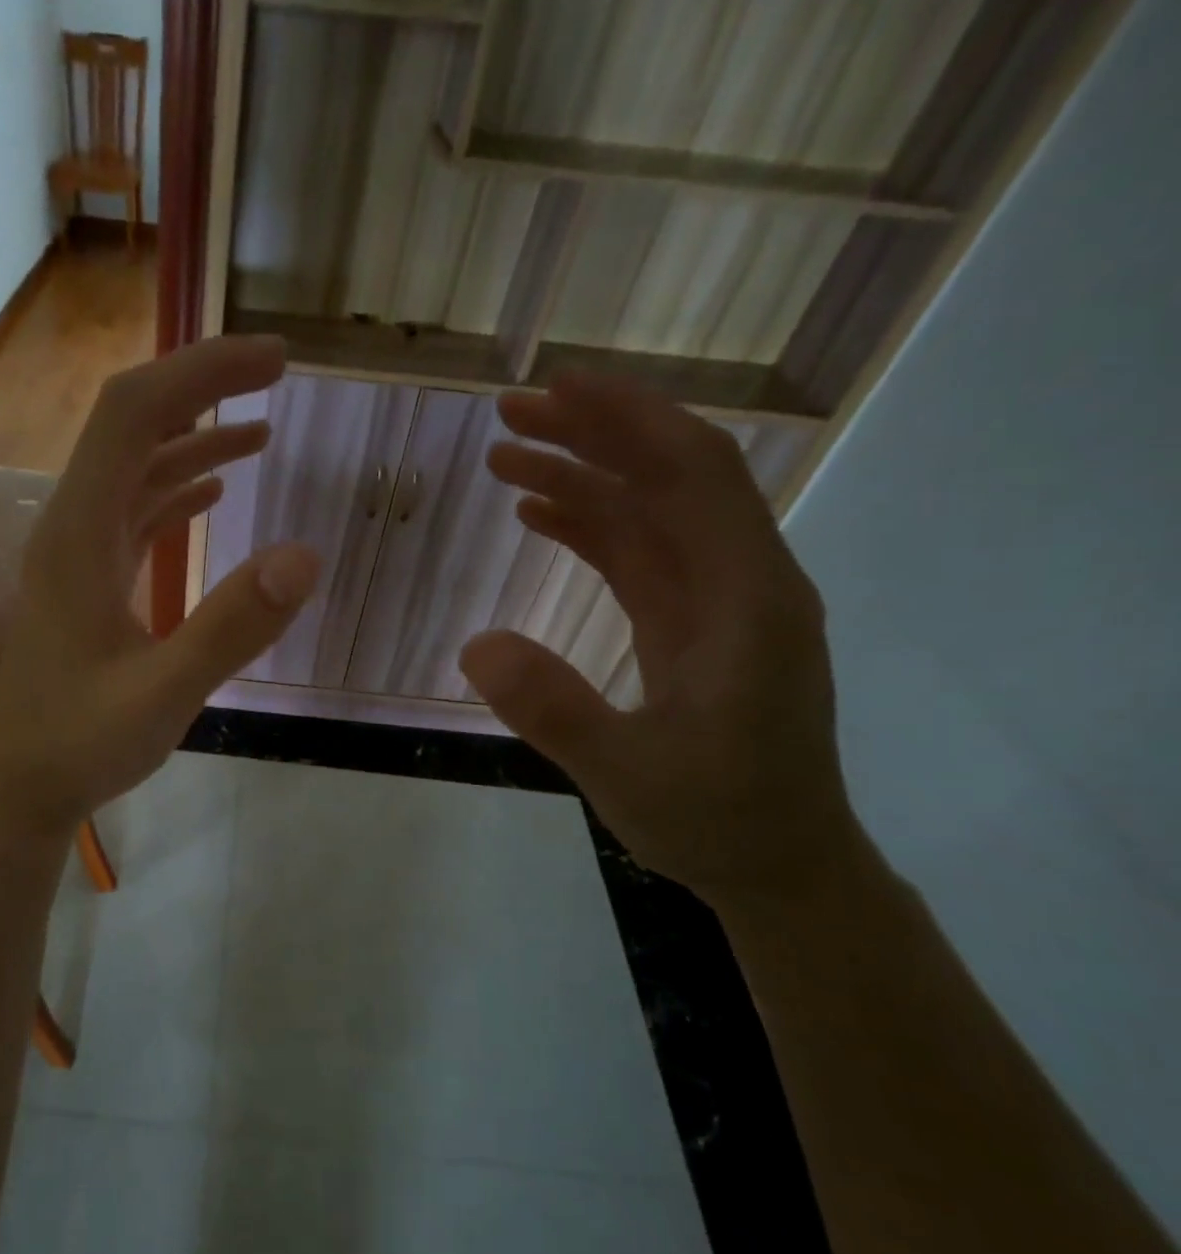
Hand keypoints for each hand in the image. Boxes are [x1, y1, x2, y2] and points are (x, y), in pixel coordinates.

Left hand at [0, 336, 320, 837]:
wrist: (21, 787)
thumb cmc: (80, 745)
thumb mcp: (162, 694)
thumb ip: (230, 627)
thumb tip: (305, 556)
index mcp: (79, 534)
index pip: (133, 414)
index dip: (201, 373)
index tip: (274, 362)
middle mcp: (73, 527)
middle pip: (131, 425)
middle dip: (203, 389)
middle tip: (276, 376)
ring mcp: (79, 554)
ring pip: (135, 469)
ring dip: (194, 439)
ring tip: (262, 430)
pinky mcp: (89, 581)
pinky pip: (134, 513)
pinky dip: (177, 489)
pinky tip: (215, 492)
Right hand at [459, 372, 865, 911]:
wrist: (778, 863)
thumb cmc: (717, 820)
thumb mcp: (628, 774)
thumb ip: (556, 710)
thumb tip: (475, 644)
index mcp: (747, 600)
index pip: (695, 475)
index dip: (628, 420)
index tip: (556, 390)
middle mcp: (740, 582)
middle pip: (669, 476)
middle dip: (592, 433)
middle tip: (507, 415)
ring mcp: (715, 602)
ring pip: (648, 511)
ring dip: (582, 475)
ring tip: (504, 456)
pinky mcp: (689, 623)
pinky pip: (637, 555)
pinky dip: (588, 525)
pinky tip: (537, 513)